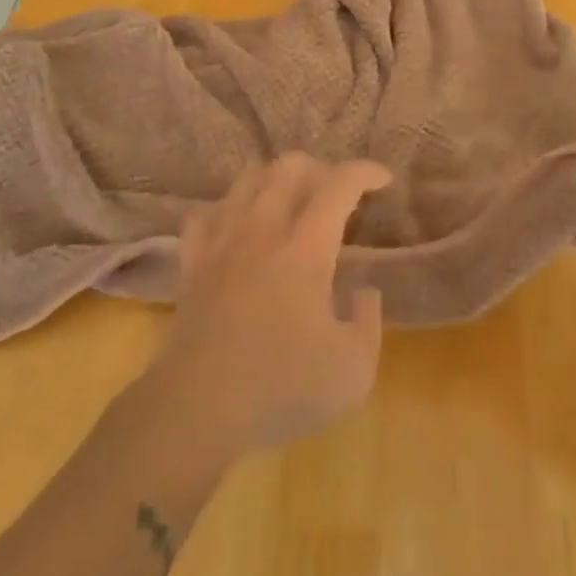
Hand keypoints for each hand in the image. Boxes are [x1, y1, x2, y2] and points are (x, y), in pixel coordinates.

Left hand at [148, 154, 390, 454]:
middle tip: (334, 196)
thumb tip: (365, 291)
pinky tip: (237, 228)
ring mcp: (222, 243)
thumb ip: (369, 322)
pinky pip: (205, 214)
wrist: (196, 409)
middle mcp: (263, 230)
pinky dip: (227, 210)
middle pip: (288, 166)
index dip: (365, 172)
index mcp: (306, 248)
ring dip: (274, 180)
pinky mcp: (192, 263)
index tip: (382, 180)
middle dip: (319, 169)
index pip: (339, 185)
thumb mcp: (353, 370)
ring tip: (289, 204)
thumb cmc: (281, 388)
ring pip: (246, 179)